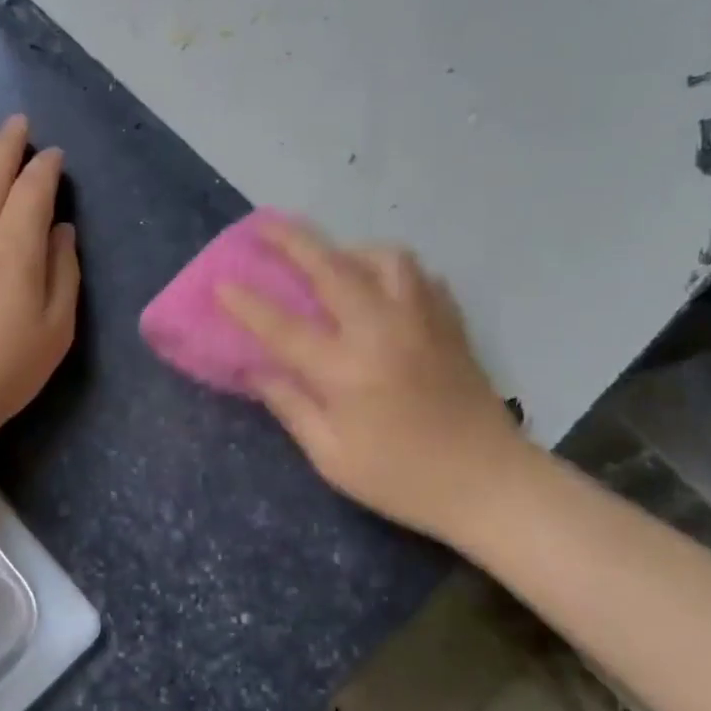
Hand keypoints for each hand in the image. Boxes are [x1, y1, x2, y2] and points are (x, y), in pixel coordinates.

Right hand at [217, 219, 529, 537]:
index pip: (284, 326)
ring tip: (332, 262)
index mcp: (347, 369)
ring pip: (384, 258)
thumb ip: (290, 406)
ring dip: (349, 250)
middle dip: (292, 241)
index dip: (248, 303)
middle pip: (332, 268)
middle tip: (264, 227)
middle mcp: (382, 330)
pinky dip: (391, 271)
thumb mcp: (332, 456)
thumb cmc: (402, 479)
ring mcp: (422, 320)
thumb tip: (255, 371)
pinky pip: (418, 276)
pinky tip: (380, 288)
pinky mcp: (450, 323)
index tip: (221, 283)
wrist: (489, 483)